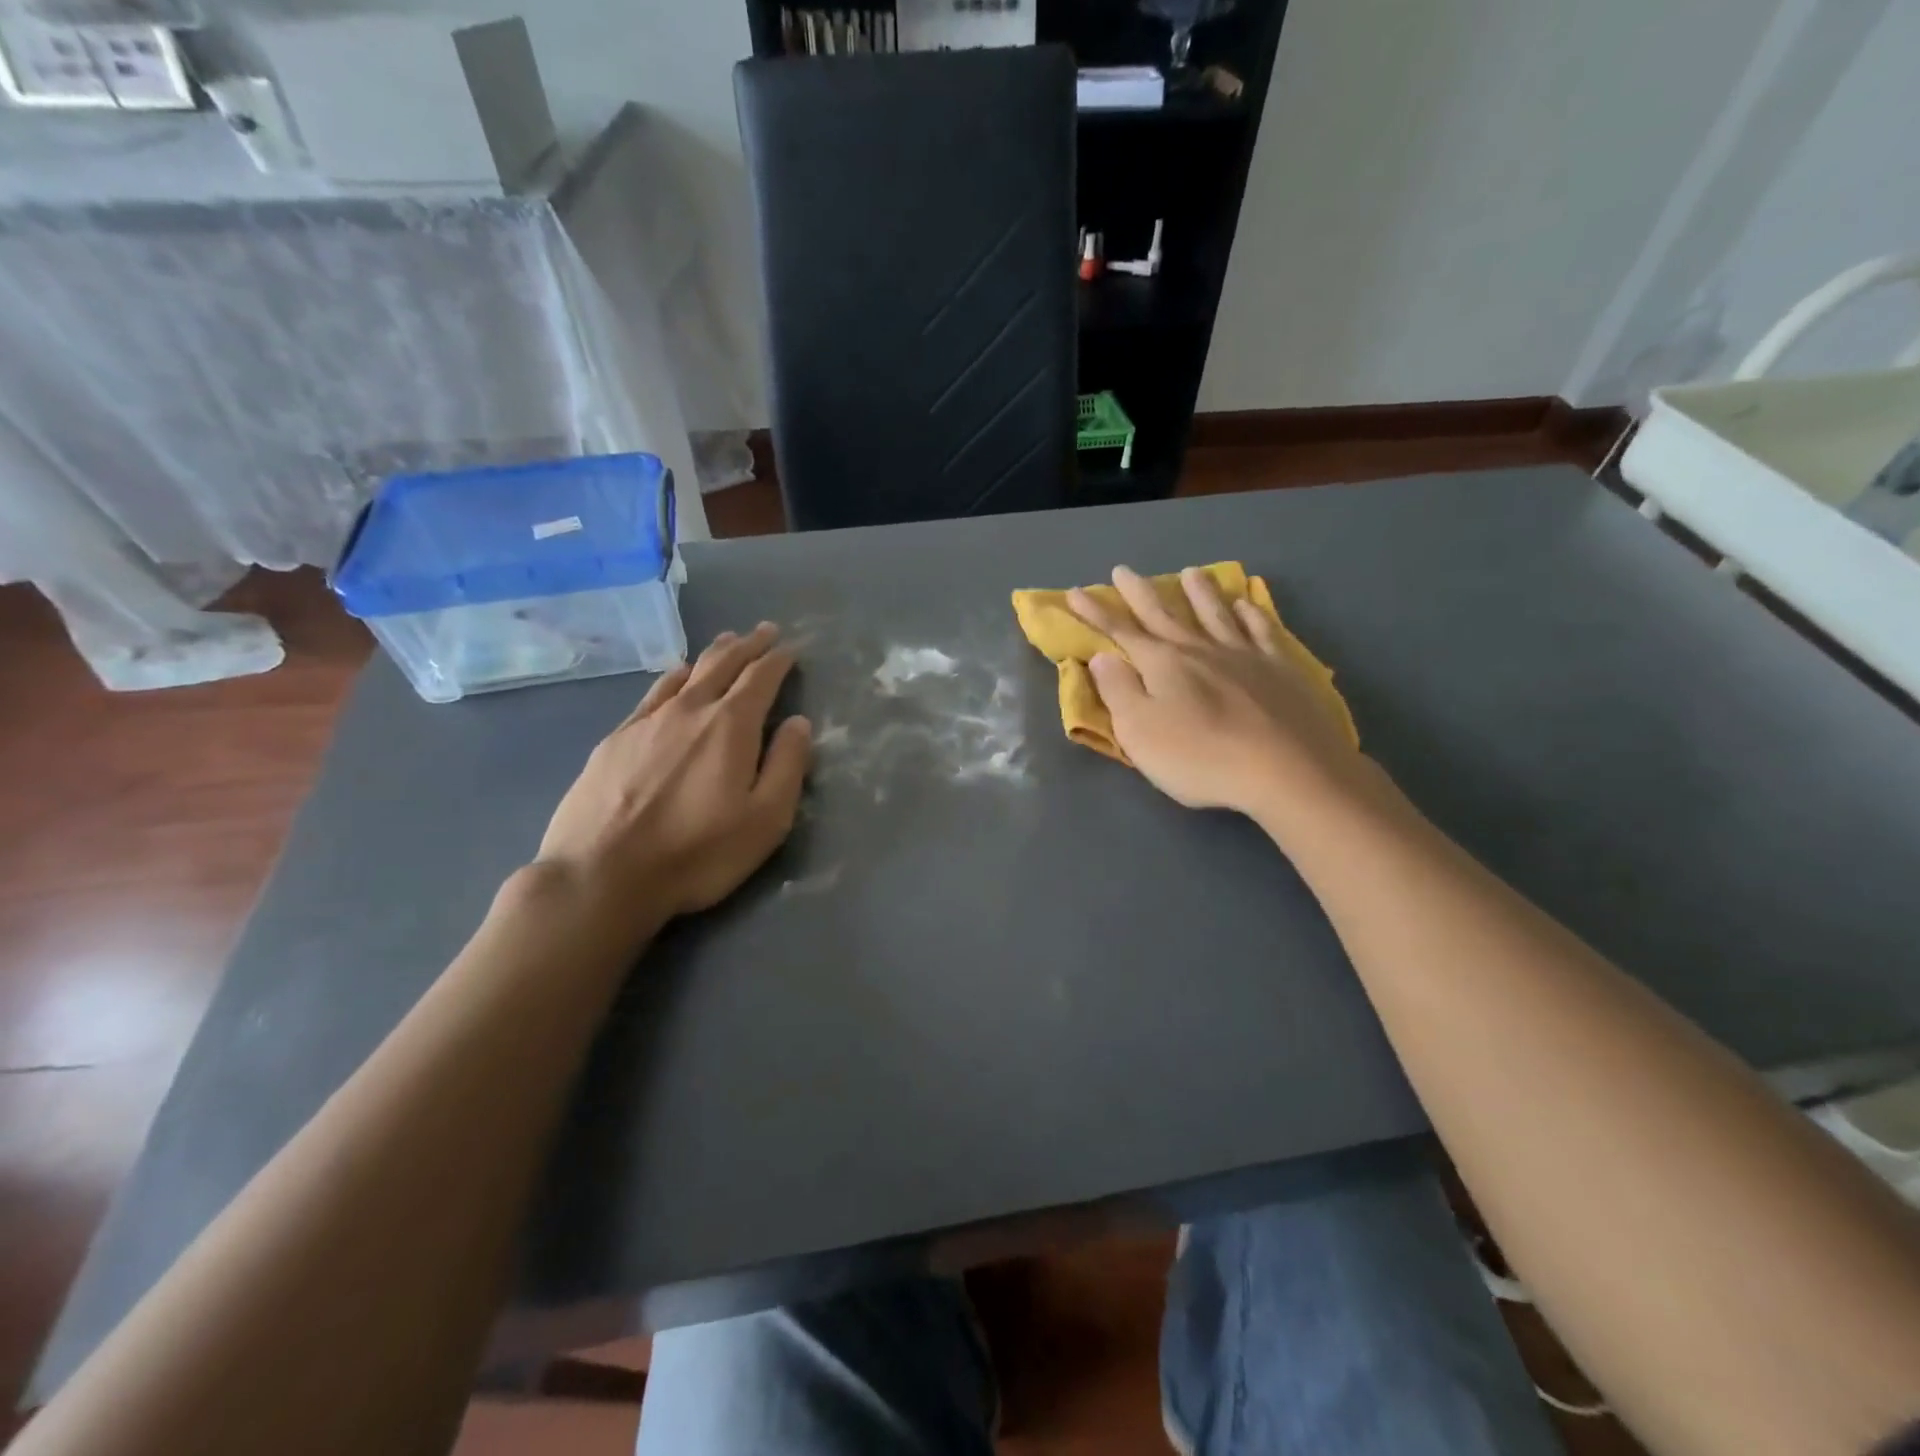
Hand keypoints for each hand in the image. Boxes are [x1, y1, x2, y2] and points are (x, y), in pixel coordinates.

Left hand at [534, 623, 811, 939]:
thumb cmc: (697, 852)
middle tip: (764, 630)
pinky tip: (675, 678)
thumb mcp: (766, 819)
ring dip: (712, 655)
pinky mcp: (615, 739)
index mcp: (731, 726)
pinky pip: (654, 693)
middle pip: (723, 664)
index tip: (790, 647)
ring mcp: (647, 721)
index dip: (778, 659)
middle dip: (748, 645)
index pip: (761, 678)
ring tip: (726, 643)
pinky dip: (674, 676)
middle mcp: (689, 710)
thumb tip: (798, 723)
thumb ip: (787, 766)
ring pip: (686, 673)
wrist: (601, 875)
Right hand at [1067, 566, 1380, 835]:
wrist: (1286, 770)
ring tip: (1191, 572)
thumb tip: (1102, 657)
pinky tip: (1246, 605)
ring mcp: (1244, 655)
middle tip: (1124, 570)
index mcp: (1162, 664)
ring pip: (1215, 613)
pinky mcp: (1280, 669)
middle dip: (1140, 592)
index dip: (1096, 612)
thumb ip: (1118, 691)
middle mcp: (1200, 649)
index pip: (1121, 632)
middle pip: (1164, 614)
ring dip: (1199, 592)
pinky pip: (1261, 631)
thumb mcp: (1140, 732)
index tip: (1075, 591)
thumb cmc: (1201, 757)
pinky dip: (1251, 614)